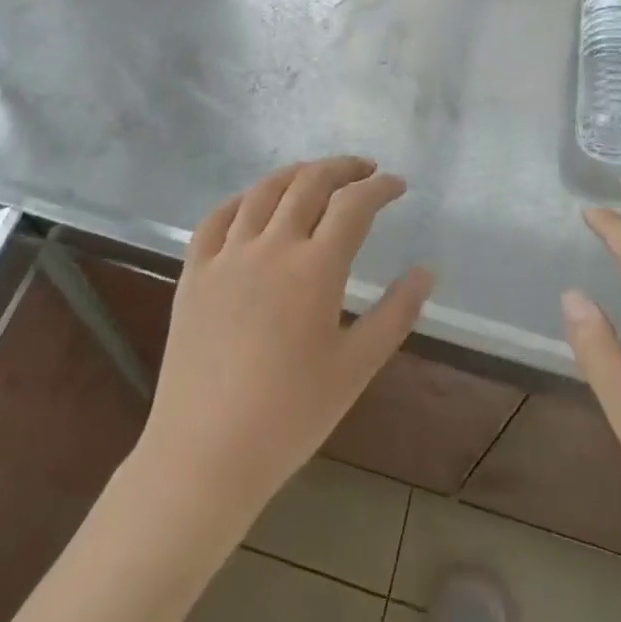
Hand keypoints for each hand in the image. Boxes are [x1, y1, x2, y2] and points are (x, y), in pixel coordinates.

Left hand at [139, 157, 433, 535]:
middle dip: (341, 168)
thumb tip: (426, 271)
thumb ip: (395, 314)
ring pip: (262, 191)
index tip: (397, 184)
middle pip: (308, 184)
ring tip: (315, 175)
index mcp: (314, 268)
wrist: (205, 453)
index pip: (353, 205)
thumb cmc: (290, 416)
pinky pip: (216, 218)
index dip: (379, 187)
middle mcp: (270, 246)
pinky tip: (252, 204)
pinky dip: (241, 199)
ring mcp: (226, 256)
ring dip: (295, 174)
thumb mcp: (356, 368)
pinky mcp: (194, 272)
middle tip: (363, 170)